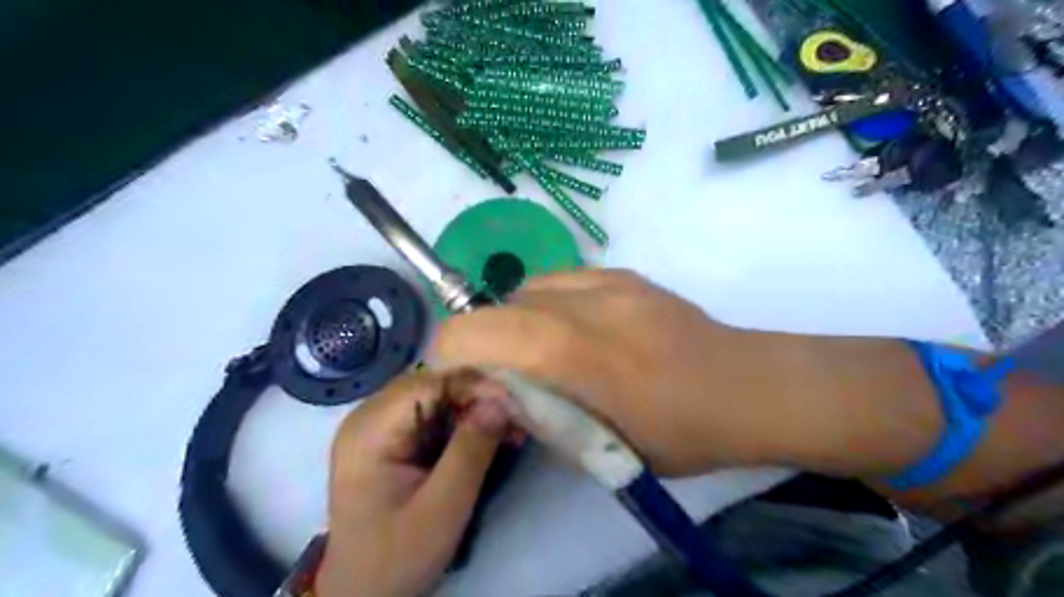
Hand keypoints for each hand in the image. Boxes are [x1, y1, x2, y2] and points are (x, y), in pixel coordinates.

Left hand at [316, 370, 515, 595]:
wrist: (364, 593)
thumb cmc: (397, 556)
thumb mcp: (442, 508)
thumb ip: (471, 451)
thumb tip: (501, 400)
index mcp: (370, 430)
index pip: (428, 385)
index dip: (473, 386)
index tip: (513, 402)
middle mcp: (369, 416)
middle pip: (432, 385)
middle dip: (477, 396)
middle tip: (515, 415)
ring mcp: (378, 426)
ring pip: (436, 397)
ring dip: (473, 409)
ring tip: (508, 427)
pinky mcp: (391, 438)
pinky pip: (432, 415)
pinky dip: (462, 423)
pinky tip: (488, 435)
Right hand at [429, 268, 838, 474]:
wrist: (749, 385)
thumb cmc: (681, 432)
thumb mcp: (605, 448)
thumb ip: (537, 417)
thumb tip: (487, 394)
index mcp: (578, 351)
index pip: (478, 331)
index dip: (450, 354)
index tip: (461, 382)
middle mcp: (585, 301)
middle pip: (498, 307)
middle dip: (484, 342)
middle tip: (507, 378)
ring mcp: (607, 279)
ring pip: (527, 288)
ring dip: (517, 321)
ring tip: (543, 355)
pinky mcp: (624, 273)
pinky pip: (561, 281)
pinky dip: (548, 306)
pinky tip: (574, 332)